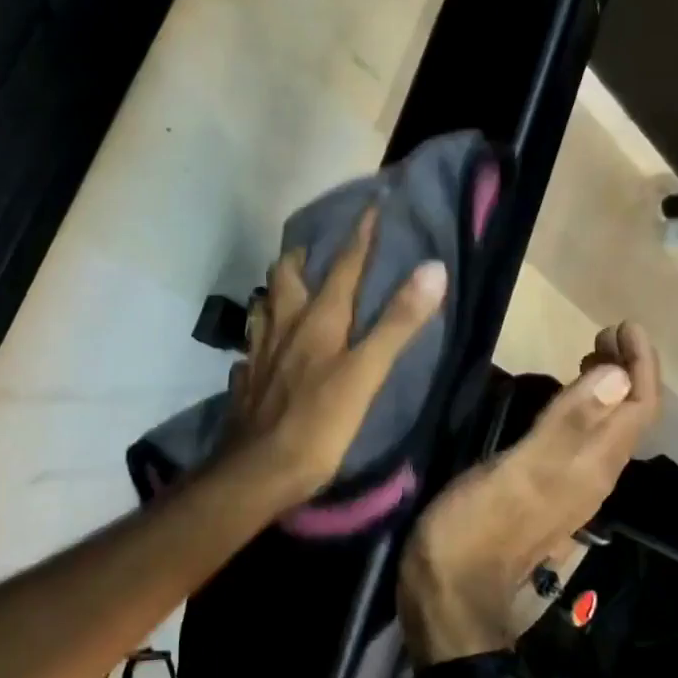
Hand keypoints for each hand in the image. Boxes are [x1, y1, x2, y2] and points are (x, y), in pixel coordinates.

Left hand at [221, 208, 447, 509]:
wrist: (258, 471)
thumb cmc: (320, 423)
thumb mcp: (367, 373)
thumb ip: (398, 322)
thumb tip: (433, 268)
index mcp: (318, 319)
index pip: (343, 266)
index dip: (360, 236)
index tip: (372, 206)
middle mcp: (283, 326)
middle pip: (286, 277)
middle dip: (302, 257)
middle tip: (316, 251)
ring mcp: (258, 353)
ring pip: (263, 307)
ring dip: (276, 292)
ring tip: (290, 291)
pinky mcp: (245, 380)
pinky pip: (251, 348)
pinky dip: (261, 339)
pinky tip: (266, 349)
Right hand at [399, 323, 660, 663]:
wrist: (451, 594)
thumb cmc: (477, 527)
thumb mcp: (519, 472)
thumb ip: (566, 425)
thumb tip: (618, 375)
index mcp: (592, 465)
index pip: (639, 407)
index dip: (641, 364)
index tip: (623, 324)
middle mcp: (594, 475)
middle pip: (629, 417)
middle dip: (628, 370)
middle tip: (604, 331)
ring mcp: (571, 487)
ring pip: (607, 429)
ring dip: (608, 388)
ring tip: (588, 354)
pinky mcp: (547, 493)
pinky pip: (582, 441)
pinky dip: (582, 409)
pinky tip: (557, 401)